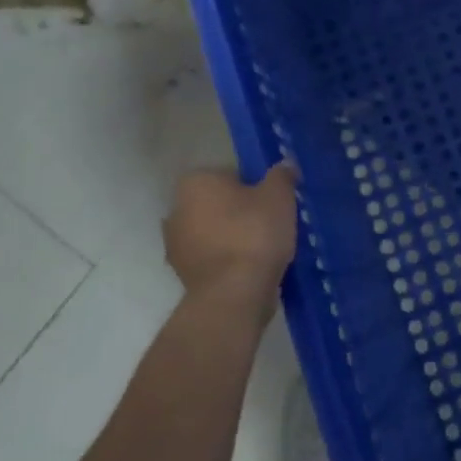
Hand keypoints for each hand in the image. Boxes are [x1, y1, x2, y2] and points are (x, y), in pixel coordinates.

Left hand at [163, 164, 298, 317]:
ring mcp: (175, 245)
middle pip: (218, 203)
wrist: (233, 295)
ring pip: (213, 232)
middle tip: (271, 221)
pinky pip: (212, 258)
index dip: (254, 185)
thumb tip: (285, 164)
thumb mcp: (279, 195)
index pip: (229, 174)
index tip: (273, 200)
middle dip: (240, 211)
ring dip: (233, 237)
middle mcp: (176, 209)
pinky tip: (252, 268)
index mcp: (195, 182)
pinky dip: (228, 260)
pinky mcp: (182, 275)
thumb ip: (282, 175)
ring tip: (265, 247)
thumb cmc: (254, 233)